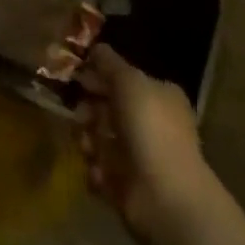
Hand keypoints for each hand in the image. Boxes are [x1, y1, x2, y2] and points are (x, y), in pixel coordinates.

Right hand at [75, 45, 217, 244]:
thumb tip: (96, 48)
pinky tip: (99, 170)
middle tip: (79, 114)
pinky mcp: (127, 186)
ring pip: (101, 137)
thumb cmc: (151, 128)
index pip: (125, 79)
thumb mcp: (128, 81)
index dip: (101, 76)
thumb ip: (109, 63)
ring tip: (87, 145)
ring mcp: (140, 157)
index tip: (79, 77)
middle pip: (110, 108)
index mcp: (160, 97)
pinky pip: (101, 168)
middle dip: (89, 109)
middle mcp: (152, 124)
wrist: (166, 197)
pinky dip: (95, 168)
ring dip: (88, 138)